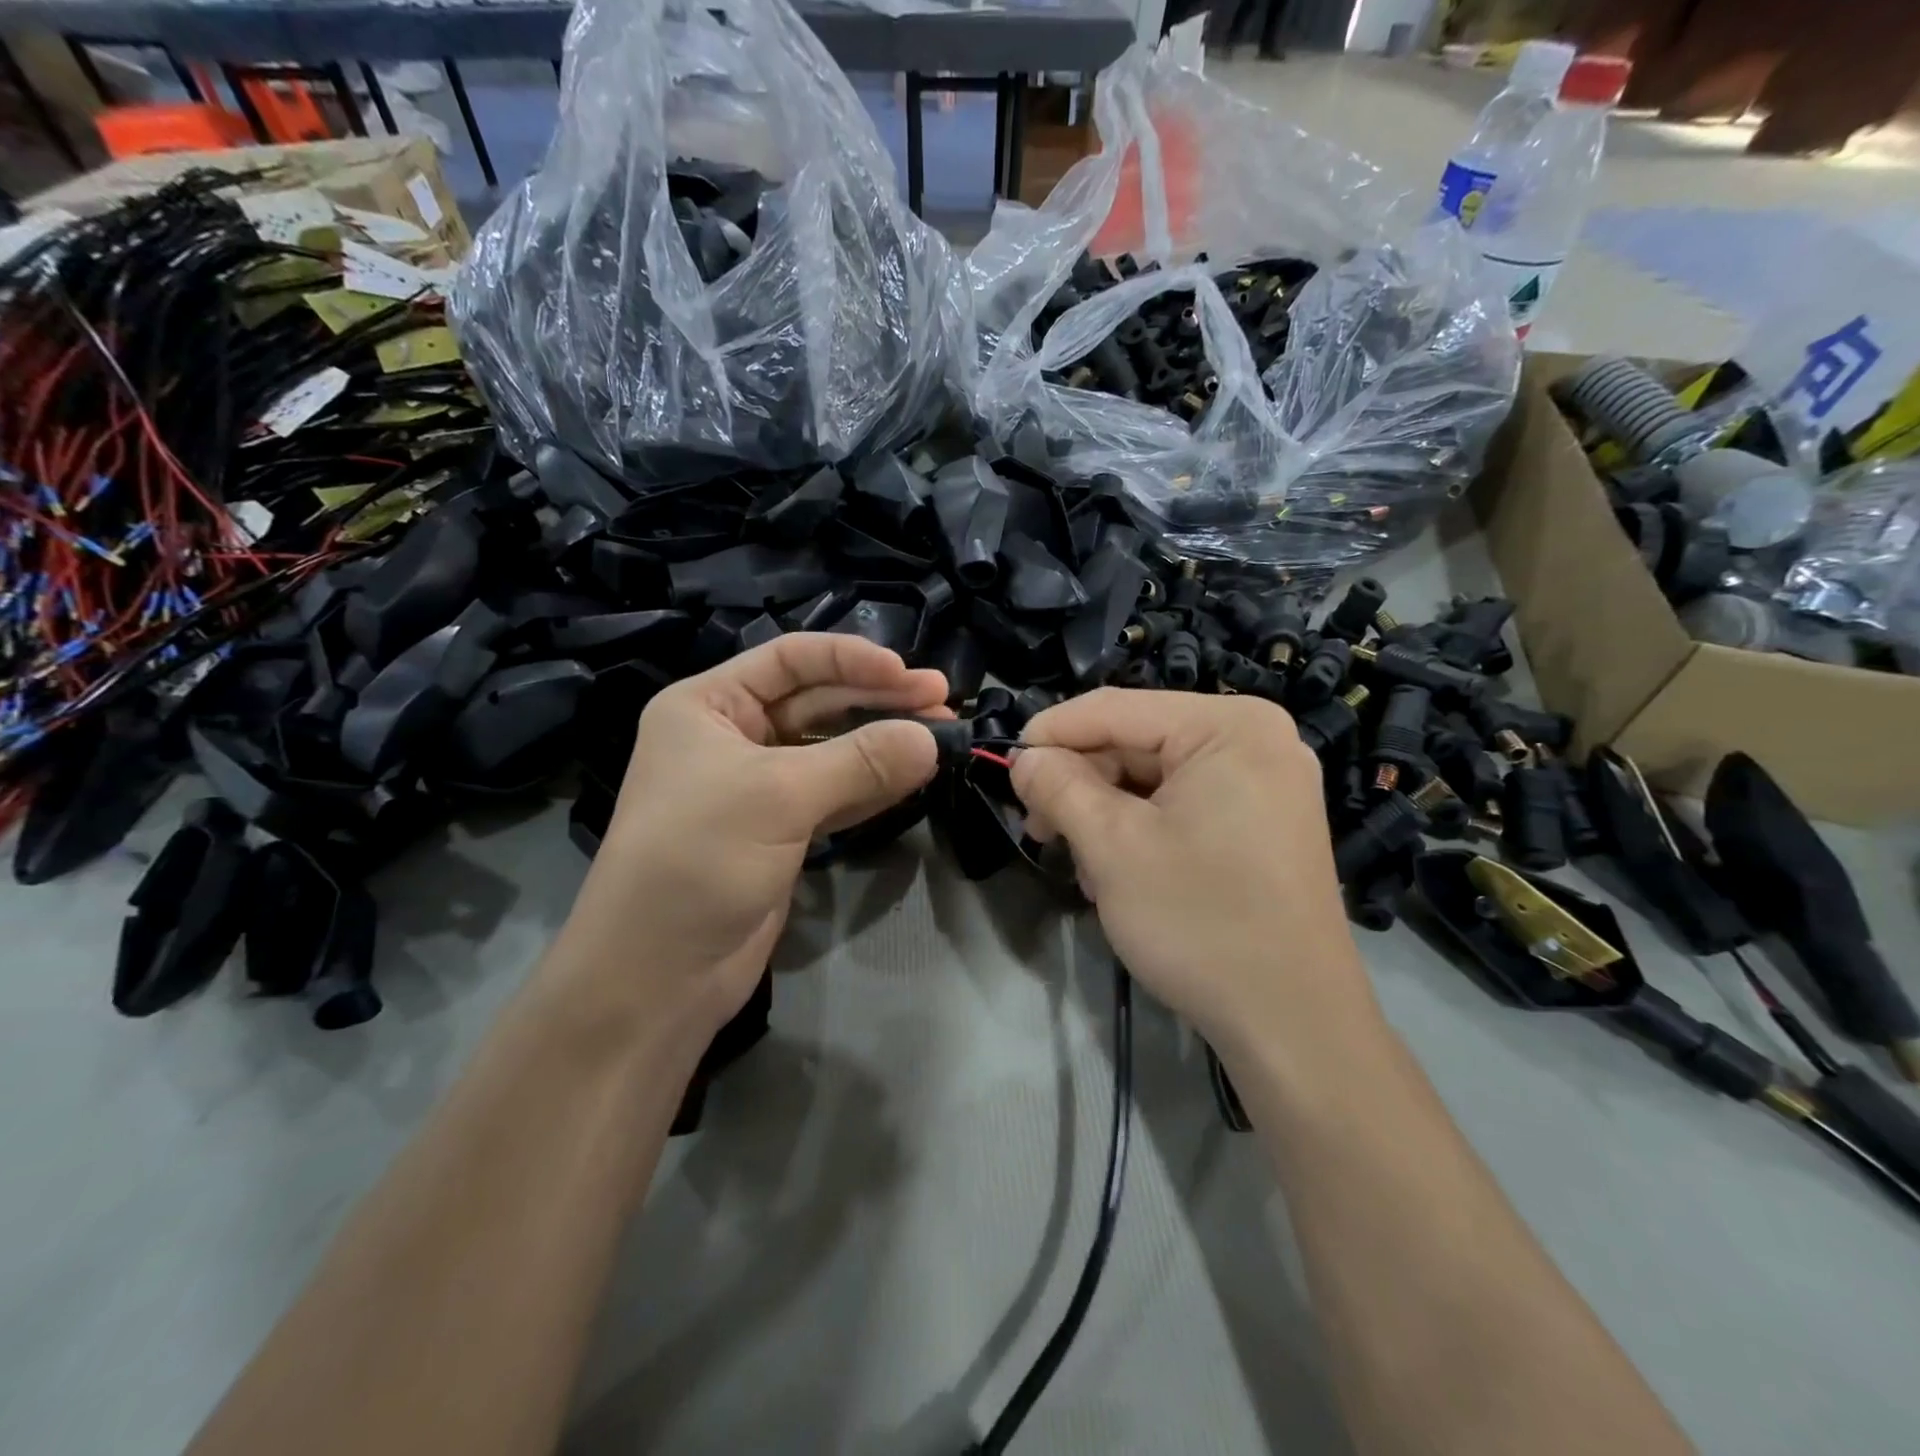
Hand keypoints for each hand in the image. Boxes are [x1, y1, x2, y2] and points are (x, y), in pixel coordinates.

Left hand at [552, 634, 947, 1037]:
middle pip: (817, 702)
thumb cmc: (699, 859)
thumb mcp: (778, 796)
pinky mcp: (782, 831)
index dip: (851, 659)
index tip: (908, 673)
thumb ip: (859, 761)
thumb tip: (931, 738)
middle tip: (942, 700)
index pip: (790, 659)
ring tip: (942, 734)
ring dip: (884, 743)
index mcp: (709, 706)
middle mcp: (732, 737)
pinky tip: (914, 775)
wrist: (658, 975)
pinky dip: (874, 784)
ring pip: (832, 750)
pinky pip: (836, 793)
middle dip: (878, 700)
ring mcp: (759, 787)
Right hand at [1010, 689, 1375, 1056]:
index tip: (1005, 768)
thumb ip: (1059, 788)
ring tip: (1083, 866)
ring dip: (1106, 813)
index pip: (1115, 708)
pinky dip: (1142, 828)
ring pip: (1156, 776)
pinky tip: (1118, 872)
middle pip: (1137, 741)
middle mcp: (1256, 739)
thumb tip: (1024, 759)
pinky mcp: (1264, 822)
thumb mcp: (1112, 847)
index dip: (1050, 733)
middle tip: (1038, 829)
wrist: (1293, 1024)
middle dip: (1081, 783)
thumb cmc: (1200, 922)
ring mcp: (1266, 782)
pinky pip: (1185, 803)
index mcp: (1230, 726)